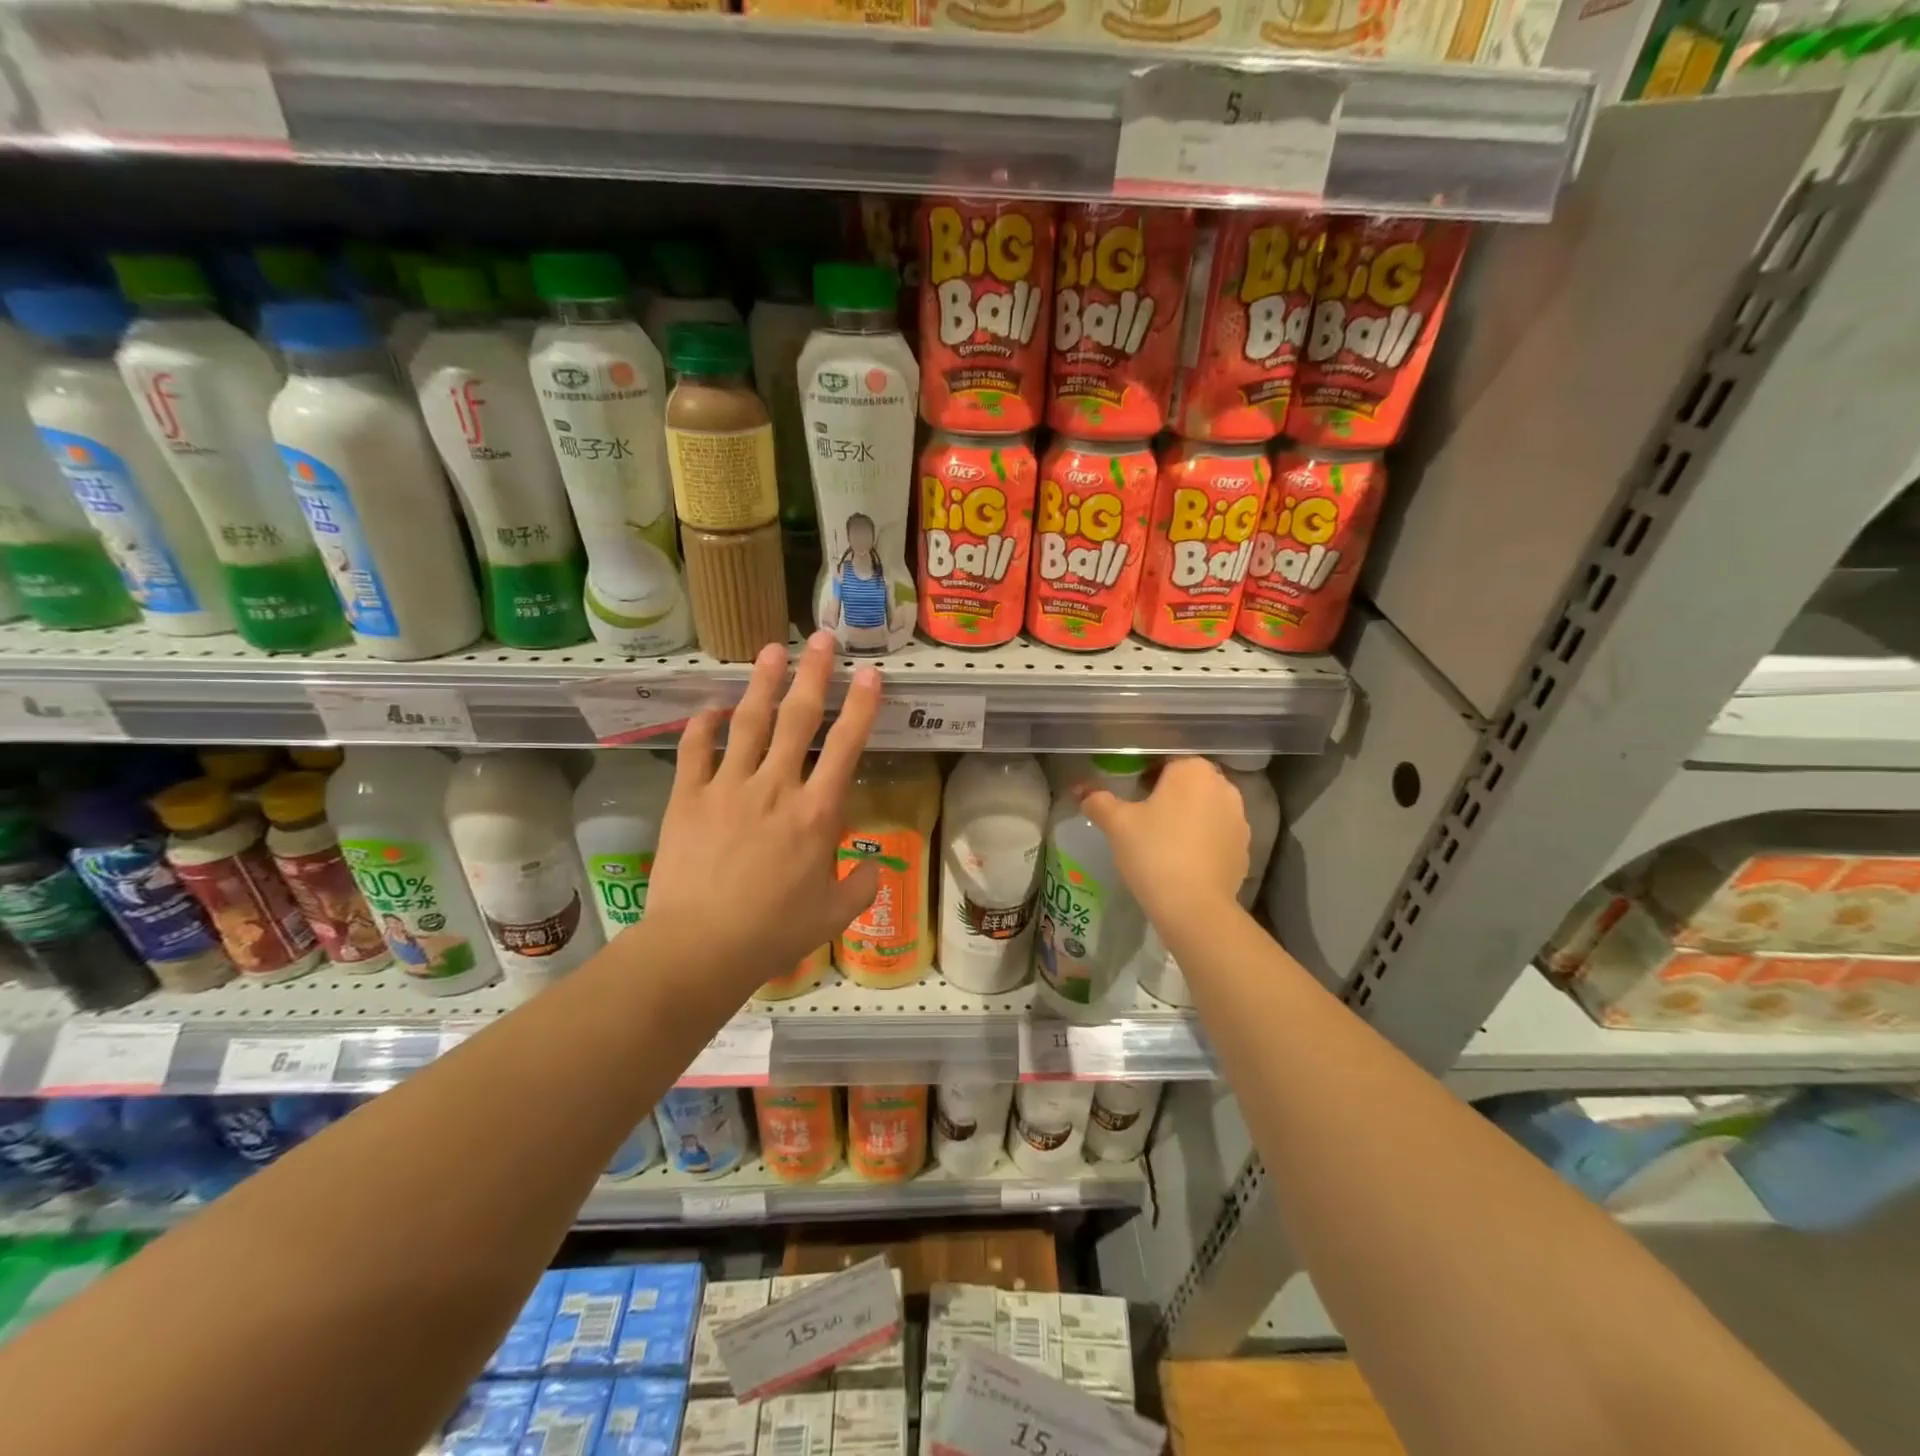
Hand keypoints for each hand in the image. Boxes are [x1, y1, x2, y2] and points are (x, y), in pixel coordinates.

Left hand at [644, 630, 881, 988]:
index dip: (861, 706)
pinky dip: (704, 724)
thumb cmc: (774, 932)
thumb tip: (874, 868)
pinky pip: (696, 749)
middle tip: (822, 640)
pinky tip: (712, 707)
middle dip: (814, 675)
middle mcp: (775, 787)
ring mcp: (728, 787)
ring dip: (763, 683)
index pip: (845, 746)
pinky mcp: (688, 797)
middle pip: (798, 718)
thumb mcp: (834, 915)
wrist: (700, 946)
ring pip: (749, 722)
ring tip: (773, 650)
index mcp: (816, 812)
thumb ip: (862, 886)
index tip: (870, 674)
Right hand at [1080, 757, 1248, 925]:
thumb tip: (1081, 791)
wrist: (1193, 906)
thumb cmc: (1153, 852)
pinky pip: (1218, 834)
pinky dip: (1202, 840)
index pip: (1166, 760)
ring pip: (1206, 808)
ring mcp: (1239, 818)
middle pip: (1189, 782)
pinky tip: (1183, 860)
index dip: (1146, 774)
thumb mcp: (1116, 824)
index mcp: (1193, 771)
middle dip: (1169, 794)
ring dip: (1188, 816)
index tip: (1131, 795)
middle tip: (1143, 817)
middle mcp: (1223, 787)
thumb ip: (1098, 801)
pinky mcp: (1244, 848)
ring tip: (1163, 840)